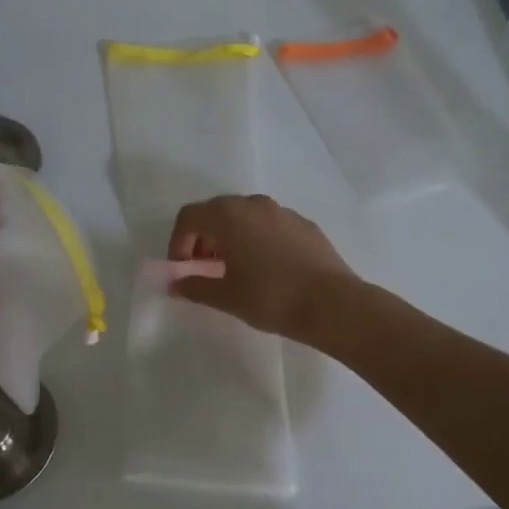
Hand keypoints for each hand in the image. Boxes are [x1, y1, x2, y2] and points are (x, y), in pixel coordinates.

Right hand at [167, 194, 358, 341]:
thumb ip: (195, 287)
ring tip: (235, 270)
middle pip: (216, 212)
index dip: (178, 243)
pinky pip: (269, 225)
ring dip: (230, 238)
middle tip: (204, 269)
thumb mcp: (226, 297)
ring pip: (245, 217)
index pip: (189, 217)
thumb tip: (175, 285)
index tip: (182, 270)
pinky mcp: (304, 224)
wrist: (332, 304)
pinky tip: (266, 269)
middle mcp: (254, 204)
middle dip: (203, 238)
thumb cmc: (271, 297)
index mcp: (229, 215)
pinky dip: (257, 239)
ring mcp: (282, 212)